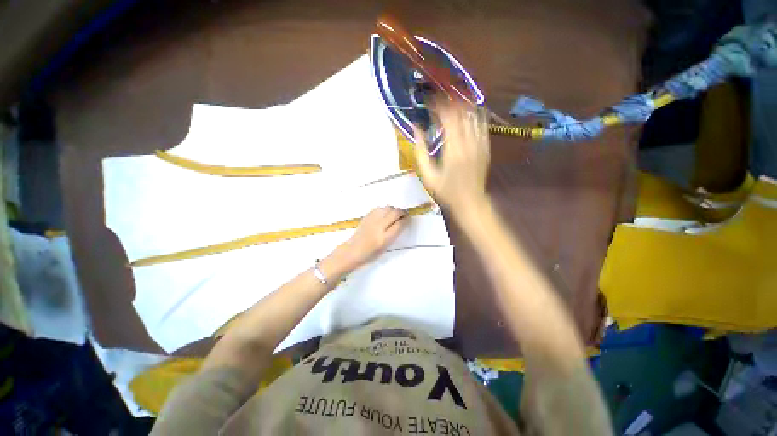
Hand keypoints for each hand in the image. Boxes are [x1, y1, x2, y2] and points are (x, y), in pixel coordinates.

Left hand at [333, 206, 408, 269]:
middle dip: (402, 213)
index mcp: (385, 238)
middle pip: (395, 213)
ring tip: (394, 215)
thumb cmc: (371, 253)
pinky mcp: (367, 216)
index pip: (400, 224)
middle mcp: (379, 227)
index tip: (408, 219)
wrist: (353, 250)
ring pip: (388, 208)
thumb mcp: (386, 247)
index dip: (406, 220)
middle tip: (404, 215)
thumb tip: (401, 222)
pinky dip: (385, 210)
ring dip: (393, 210)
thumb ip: (394, 234)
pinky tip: (384, 215)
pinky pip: (380, 208)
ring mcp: (372, 220)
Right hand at [413, 102, 490, 215]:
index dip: (438, 105)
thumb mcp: (428, 175)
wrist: (470, 201)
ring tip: (452, 101)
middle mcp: (469, 142)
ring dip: (462, 105)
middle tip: (439, 99)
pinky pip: (483, 125)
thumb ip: (421, 151)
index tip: (429, 101)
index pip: (448, 117)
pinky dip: (475, 115)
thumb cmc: (446, 191)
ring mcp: (480, 144)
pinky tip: (468, 112)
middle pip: (461, 112)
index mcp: (453, 149)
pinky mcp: (486, 147)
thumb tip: (416, 129)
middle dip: (449, 102)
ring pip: (474, 115)